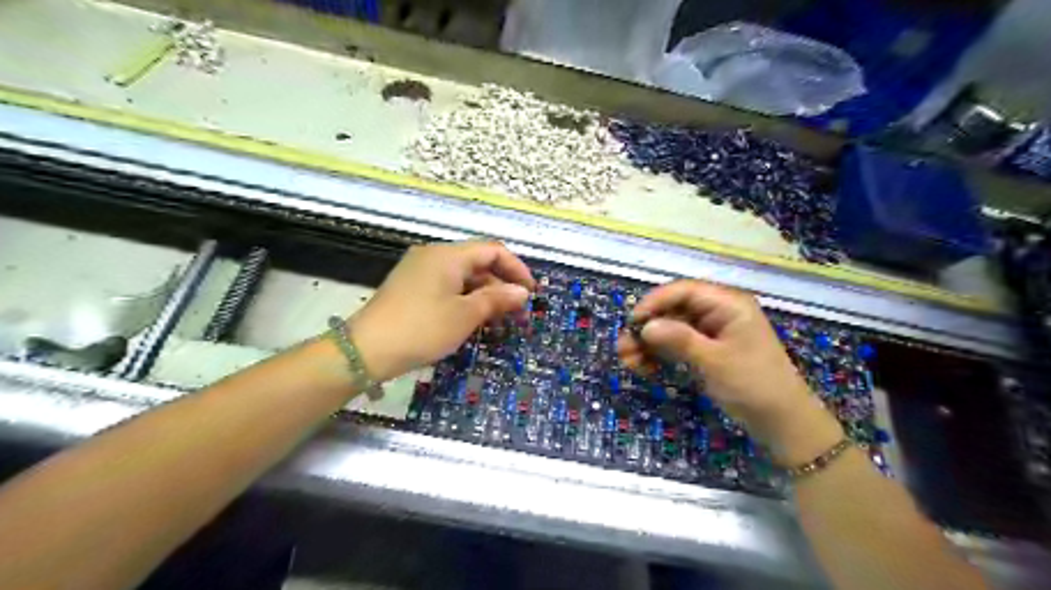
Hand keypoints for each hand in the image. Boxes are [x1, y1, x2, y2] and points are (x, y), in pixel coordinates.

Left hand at [351, 240, 535, 381]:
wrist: (366, 350)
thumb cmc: (422, 329)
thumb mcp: (465, 315)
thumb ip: (496, 299)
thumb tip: (522, 292)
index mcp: (448, 255)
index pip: (493, 250)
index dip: (516, 269)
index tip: (531, 293)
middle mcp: (433, 255)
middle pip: (477, 261)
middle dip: (500, 283)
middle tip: (516, 310)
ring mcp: (419, 270)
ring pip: (462, 275)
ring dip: (483, 293)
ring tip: (496, 318)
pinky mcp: (410, 286)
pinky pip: (447, 285)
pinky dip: (464, 298)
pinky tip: (471, 318)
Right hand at [618, 280, 839, 456]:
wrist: (783, 423)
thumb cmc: (754, 386)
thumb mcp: (715, 362)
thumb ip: (679, 340)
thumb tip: (645, 326)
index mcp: (728, 304)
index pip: (683, 291)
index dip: (654, 303)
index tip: (632, 322)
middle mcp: (718, 312)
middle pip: (673, 310)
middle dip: (647, 327)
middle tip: (623, 348)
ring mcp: (711, 333)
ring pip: (671, 328)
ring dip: (648, 343)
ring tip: (628, 362)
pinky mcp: (706, 351)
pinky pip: (676, 345)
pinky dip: (659, 355)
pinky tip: (645, 368)